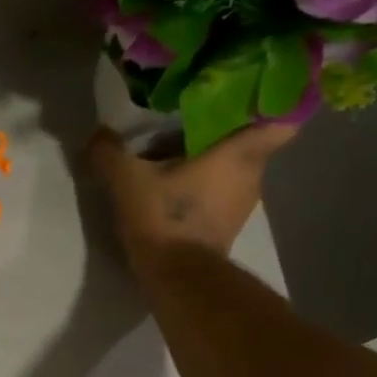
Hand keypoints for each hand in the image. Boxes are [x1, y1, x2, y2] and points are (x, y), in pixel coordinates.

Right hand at [86, 122, 296, 268]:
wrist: (176, 278)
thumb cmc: (164, 217)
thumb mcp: (127, 179)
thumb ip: (110, 152)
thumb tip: (97, 134)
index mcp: (239, 154)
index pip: (280, 121)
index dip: (268, 107)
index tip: (245, 98)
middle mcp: (252, 177)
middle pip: (245, 145)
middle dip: (221, 134)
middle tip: (189, 123)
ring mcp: (242, 206)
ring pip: (231, 171)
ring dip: (208, 164)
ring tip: (173, 157)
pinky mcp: (226, 229)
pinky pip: (219, 196)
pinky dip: (202, 190)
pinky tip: (172, 189)